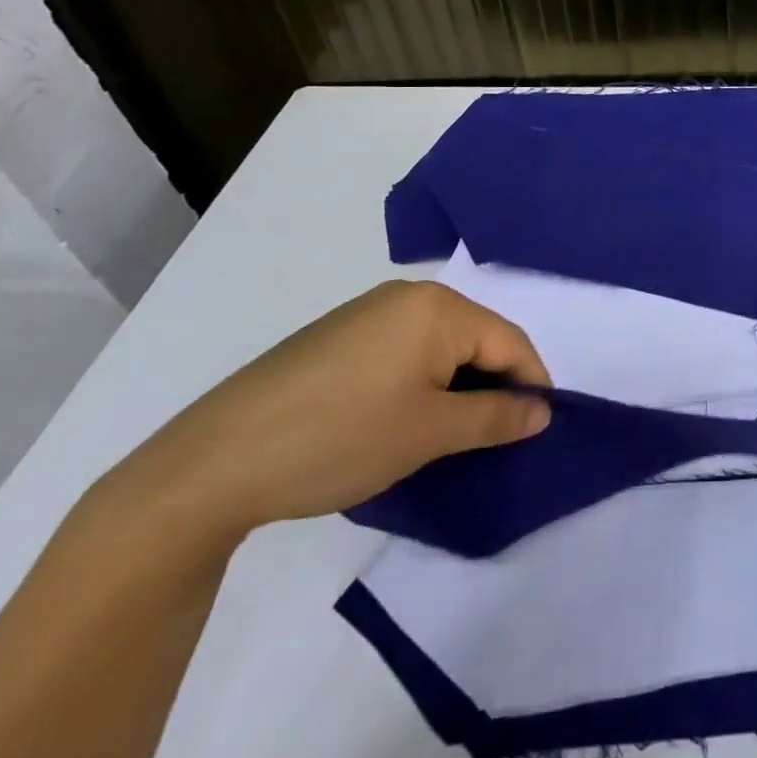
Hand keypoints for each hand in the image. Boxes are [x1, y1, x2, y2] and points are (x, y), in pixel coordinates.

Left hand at [104, 281, 550, 545]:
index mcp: (437, 307)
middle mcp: (407, 296)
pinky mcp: (337, 337)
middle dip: (492, 386)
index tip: (539, 429)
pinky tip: (400, 420)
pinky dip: (419, 383)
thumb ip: (496, 418)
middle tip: (494, 438)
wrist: (214, 461)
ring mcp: (367, 313)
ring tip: (449, 435)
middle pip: (475, 339)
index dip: (531, 384)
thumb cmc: (340, 438)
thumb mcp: (430, 433)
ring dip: (455, 386)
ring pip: (438, 347)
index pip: (509, 341)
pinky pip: (403, 351)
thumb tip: (542, 411)